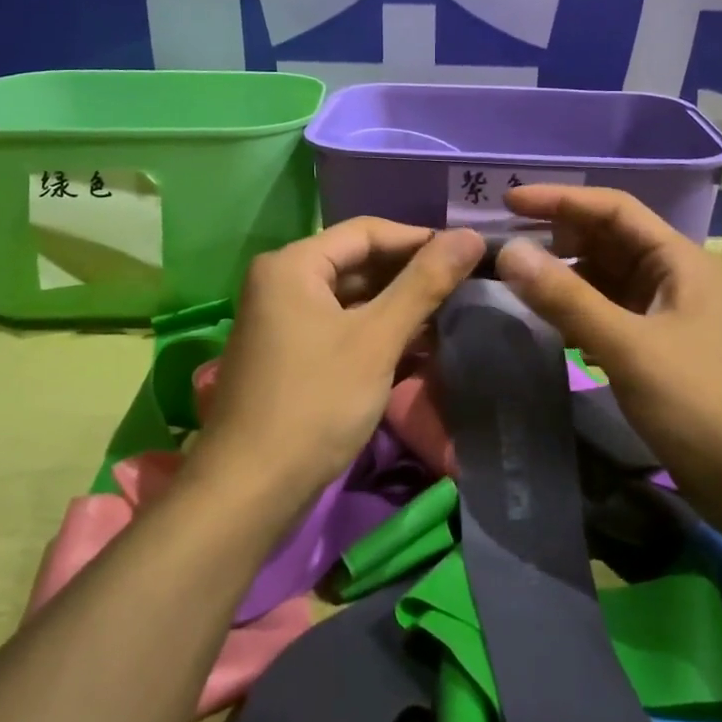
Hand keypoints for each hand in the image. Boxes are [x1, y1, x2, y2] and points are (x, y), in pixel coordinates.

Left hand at [195, 219, 485, 502]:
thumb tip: (472, 236)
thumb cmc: (315, 403)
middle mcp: (281, 282)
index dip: (419, 239)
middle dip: (410, 275)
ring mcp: (281, 320)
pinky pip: (340, 326)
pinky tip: (416, 345)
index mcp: (293, 264)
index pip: (366, 231)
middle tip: (465, 286)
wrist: (250, 490)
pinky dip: (375, 332)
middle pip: (357, 262)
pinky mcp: (289, 354)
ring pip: (351, 298)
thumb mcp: (376, 339)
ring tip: (450, 315)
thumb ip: (424, 283)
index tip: (468, 254)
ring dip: (397, 306)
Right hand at [494, 186, 721, 502]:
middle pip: (607, 240)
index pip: (613, 209)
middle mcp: (672, 277)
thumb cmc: (702, 406)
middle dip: (558, 236)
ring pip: (604, 279)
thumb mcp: (629, 347)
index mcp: (677, 260)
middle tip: (503, 243)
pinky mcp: (656, 350)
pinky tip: (545, 324)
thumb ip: (568, 299)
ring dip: (563, 275)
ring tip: (513, 281)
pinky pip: (607, 314)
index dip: (560, 199)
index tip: (508, 201)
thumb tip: (509, 251)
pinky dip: (575, 312)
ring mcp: (664, 315)